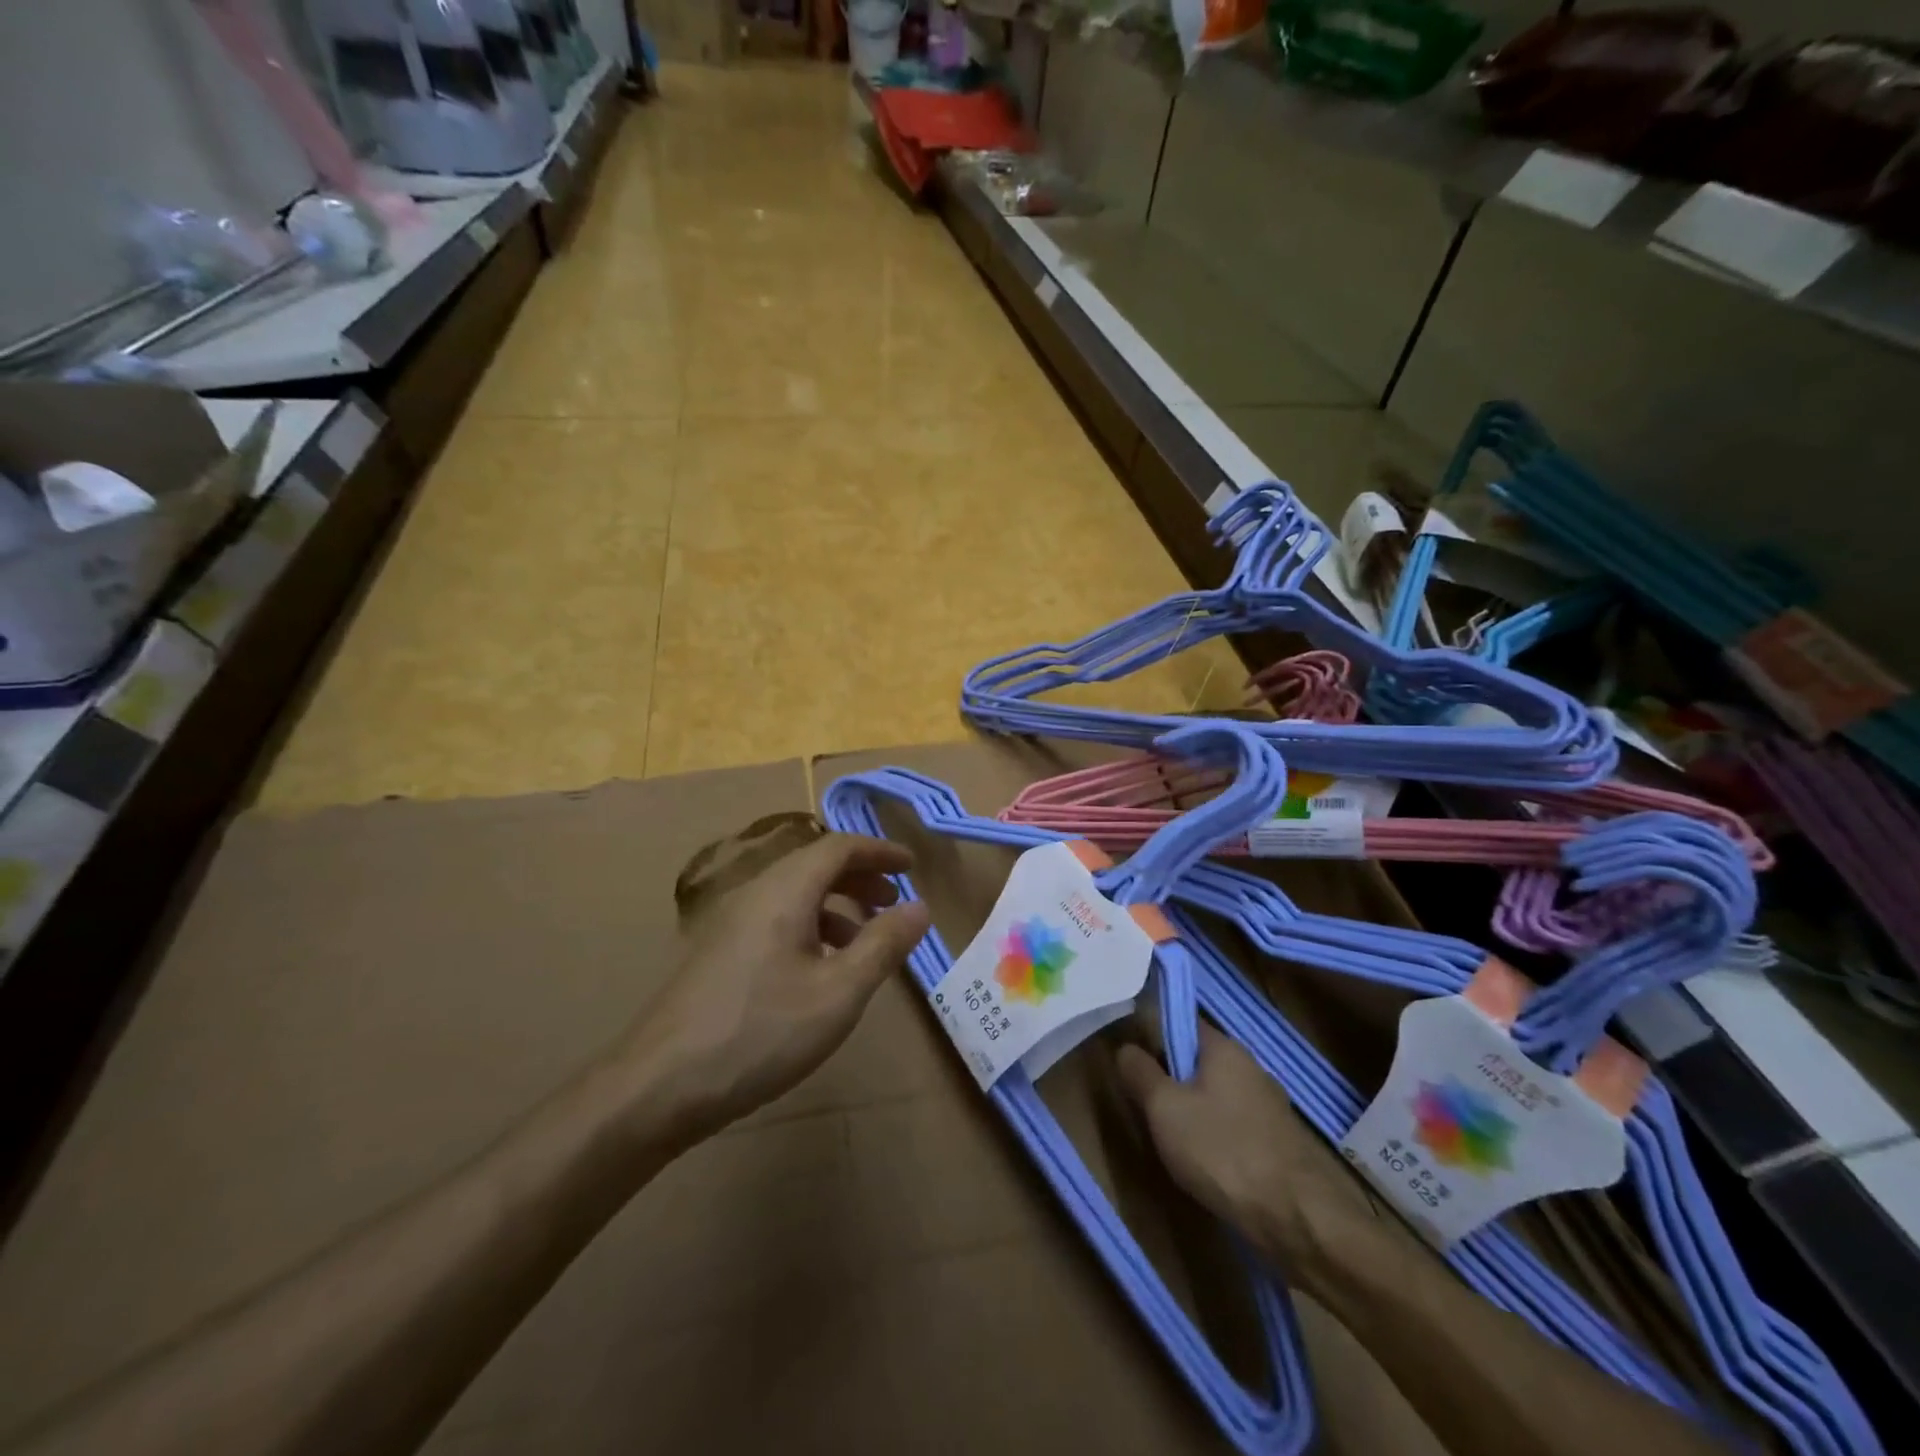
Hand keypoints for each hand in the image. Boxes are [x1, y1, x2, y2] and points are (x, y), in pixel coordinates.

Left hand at [622, 833, 931, 1141]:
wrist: (657, 1086)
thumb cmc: (759, 1033)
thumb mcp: (838, 993)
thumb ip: (883, 945)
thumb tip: (921, 907)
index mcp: (784, 891)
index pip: (838, 847)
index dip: (879, 851)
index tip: (912, 866)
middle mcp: (755, 894)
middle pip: (814, 865)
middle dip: (860, 877)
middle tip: (894, 901)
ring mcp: (730, 923)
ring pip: (794, 894)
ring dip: (836, 905)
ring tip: (865, 940)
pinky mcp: (718, 953)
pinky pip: (776, 919)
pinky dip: (810, 928)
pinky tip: (820, 970)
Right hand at [1117, 1020, 1375, 1286]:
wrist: (1298, 1219)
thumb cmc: (1222, 1151)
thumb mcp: (1164, 1108)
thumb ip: (1140, 1072)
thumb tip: (1126, 1047)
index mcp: (1225, 1048)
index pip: (1182, 1022)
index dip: (1154, 1037)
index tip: (1134, 1064)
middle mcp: (1251, 1067)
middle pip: (1198, 1061)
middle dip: (1172, 1080)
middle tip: (1147, 1107)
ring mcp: (1270, 1105)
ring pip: (1216, 1096)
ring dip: (1193, 1112)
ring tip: (1172, 1142)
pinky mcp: (1279, 1142)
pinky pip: (1235, 1125)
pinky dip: (1217, 1137)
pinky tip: (1206, 1165)